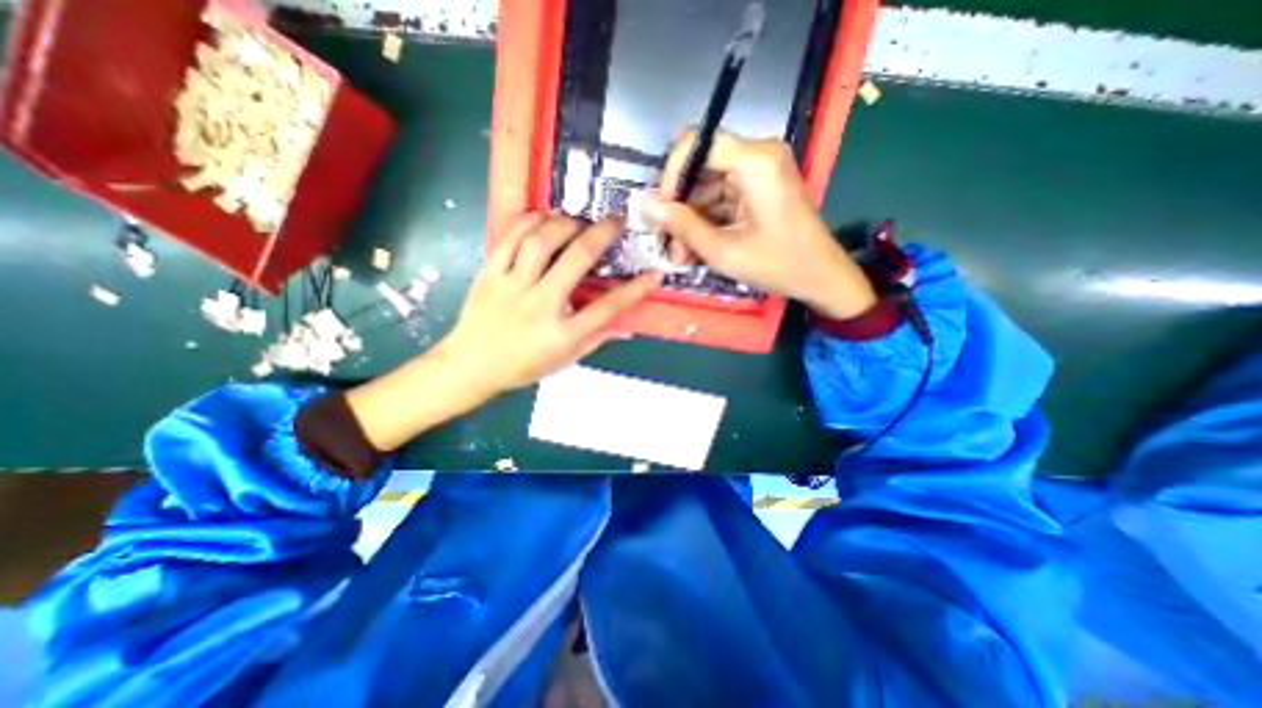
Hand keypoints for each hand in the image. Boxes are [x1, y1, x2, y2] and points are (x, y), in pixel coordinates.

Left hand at [439, 211, 660, 397]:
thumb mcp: (565, 360)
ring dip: (565, 224)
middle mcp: (540, 306)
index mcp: (562, 334)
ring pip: (540, 242)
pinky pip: (509, 239)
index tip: (654, 274)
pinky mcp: (489, 274)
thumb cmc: (522, 366)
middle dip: (601, 235)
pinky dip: (528, 222)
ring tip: (578, 221)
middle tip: (616, 220)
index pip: (607, 308)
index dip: (635, 290)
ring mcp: (511, 287)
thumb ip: (596, 340)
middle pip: (576, 261)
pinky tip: (542, 218)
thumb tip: (626, 327)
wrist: (470, 365)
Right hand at [645, 130, 874, 319]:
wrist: (821, 278)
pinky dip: (707, 222)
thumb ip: (683, 226)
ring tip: (681, 256)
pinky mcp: (758, 190)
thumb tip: (647, 205)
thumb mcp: (723, 250)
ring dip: (691, 221)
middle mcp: (758, 156)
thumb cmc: (777, 264)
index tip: (661, 209)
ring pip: (708, 188)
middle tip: (668, 242)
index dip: (672, 174)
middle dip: (680, 207)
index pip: (698, 143)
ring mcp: (759, 173)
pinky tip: (696, 249)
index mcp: (756, 161)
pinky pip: (722, 199)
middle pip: (702, 168)